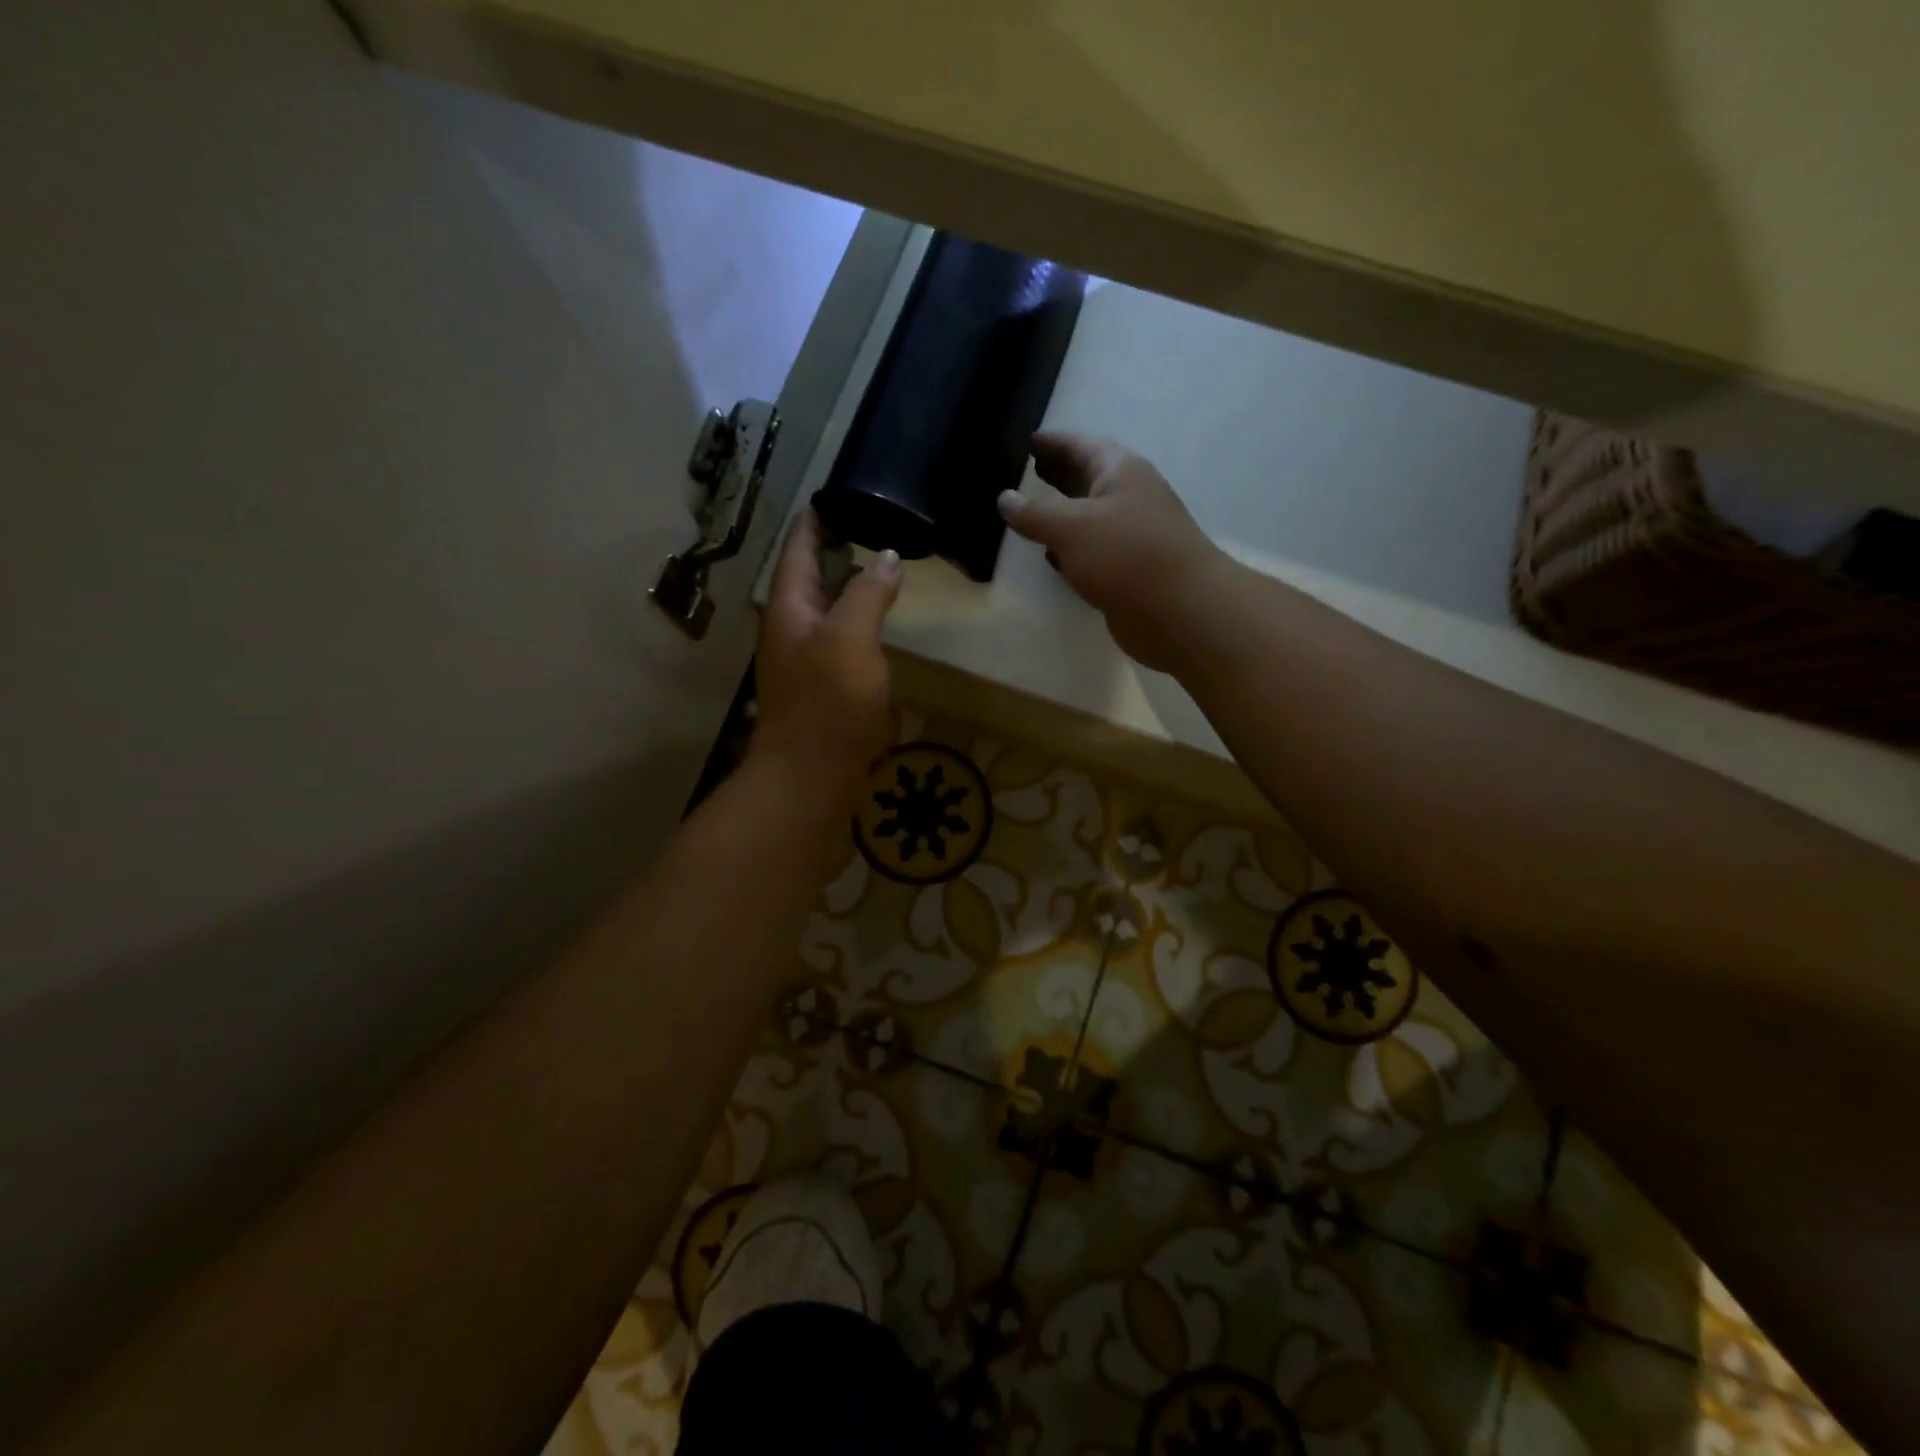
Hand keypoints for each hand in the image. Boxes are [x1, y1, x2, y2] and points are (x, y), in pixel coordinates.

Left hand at [752, 509, 900, 804]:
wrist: (811, 777)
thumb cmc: (828, 702)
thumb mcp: (851, 638)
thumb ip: (867, 594)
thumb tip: (886, 558)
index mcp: (789, 610)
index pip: (797, 552)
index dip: (812, 523)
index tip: (829, 497)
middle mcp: (790, 631)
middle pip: (807, 581)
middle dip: (830, 552)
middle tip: (864, 527)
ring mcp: (804, 663)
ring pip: (824, 613)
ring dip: (845, 589)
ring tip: (875, 569)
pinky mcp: (821, 691)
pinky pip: (838, 643)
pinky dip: (855, 625)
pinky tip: (876, 628)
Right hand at [998, 432, 1228, 670]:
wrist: (1180, 611)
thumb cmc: (1127, 555)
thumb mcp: (1071, 527)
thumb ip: (1034, 512)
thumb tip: (1004, 498)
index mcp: (1120, 472)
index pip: (1080, 446)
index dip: (1053, 443)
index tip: (1027, 441)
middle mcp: (1129, 497)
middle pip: (1086, 479)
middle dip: (1057, 476)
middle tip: (1024, 472)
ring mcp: (1131, 536)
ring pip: (1088, 518)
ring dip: (1061, 515)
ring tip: (1027, 513)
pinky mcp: (1128, 571)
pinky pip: (1092, 551)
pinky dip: (1070, 550)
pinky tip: (1050, 556)